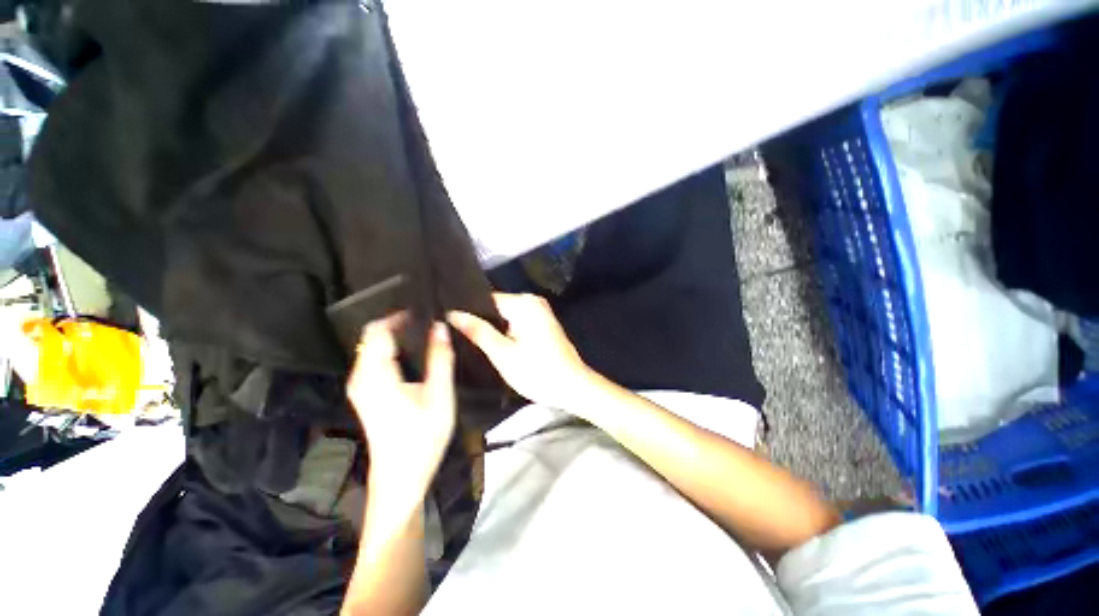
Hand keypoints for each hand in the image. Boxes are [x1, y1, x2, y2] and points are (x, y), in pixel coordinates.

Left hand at [347, 315, 455, 504]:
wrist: (401, 477)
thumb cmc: (421, 437)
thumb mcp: (439, 395)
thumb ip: (440, 358)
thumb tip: (440, 327)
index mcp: (376, 375)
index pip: (377, 330)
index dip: (397, 316)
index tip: (423, 311)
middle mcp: (361, 378)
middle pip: (372, 337)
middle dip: (398, 324)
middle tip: (428, 320)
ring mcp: (360, 388)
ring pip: (372, 349)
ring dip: (395, 337)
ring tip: (424, 333)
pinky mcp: (365, 396)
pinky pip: (374, 361)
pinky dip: (392, 350)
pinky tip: (414, 354)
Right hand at [448, 293, 601, 412]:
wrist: (573, 387)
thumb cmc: (538, 372)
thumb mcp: (503, 354)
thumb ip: (478, 332)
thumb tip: (453, 315)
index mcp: (524, 303)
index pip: (485, 299)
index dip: (468, 312)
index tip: (450, 325)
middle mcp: (533, 301)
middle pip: (496, 307)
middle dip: (480, 321)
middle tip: (461, 339)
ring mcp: (540, 311)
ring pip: (505, 316)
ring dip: (493, 328)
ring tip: (474, 343)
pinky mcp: (543, 323)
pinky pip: (517, 321)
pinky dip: (506, 332)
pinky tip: (496, 345)